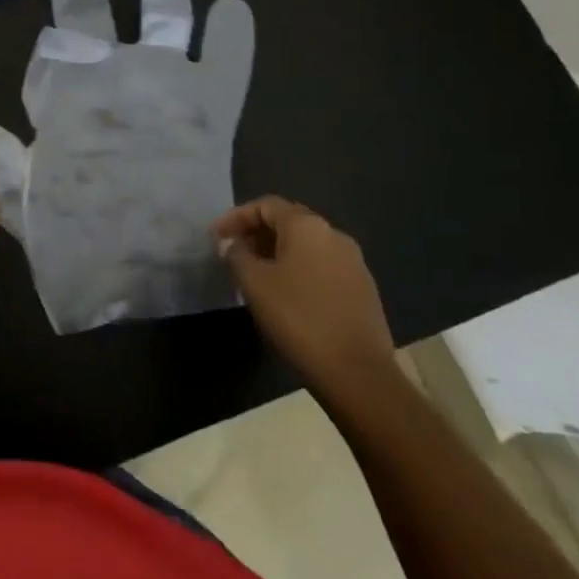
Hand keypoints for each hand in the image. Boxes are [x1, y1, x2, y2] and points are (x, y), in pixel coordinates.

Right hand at [213, 197, 397, 394]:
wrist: (358, 373)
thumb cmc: (298, 318)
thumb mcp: (254, 284)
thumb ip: (237, 256)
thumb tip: (232, 244)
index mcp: (307, 226)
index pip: (266, 205)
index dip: (236, 216)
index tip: (215, 237)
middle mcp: (334, 235)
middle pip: (288, 221)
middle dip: (256, 233)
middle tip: (233, 253)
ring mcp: (354, 262)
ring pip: (306, 245)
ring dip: (277, 252)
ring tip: (255, 274)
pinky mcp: (363, 288)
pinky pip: (322, 266)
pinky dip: (298, 270)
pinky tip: (286, 294)